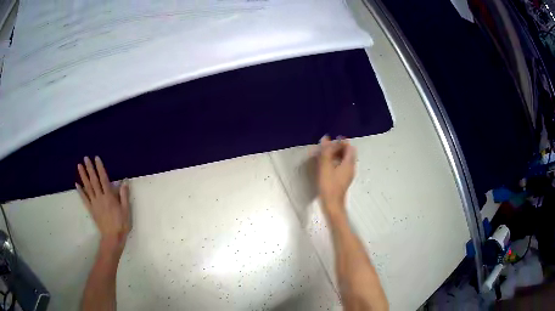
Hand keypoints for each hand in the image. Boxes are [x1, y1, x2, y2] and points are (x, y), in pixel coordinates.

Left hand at [76, 156, 130, 253]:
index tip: (96, 158)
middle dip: (89, 168)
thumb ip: (124, 196)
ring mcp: (94, 203)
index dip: (100, 168)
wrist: (112, 238)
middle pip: (94, 181)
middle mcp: (100, 197)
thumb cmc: (121, 224)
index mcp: (109, 197)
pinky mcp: (91, 209)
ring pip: (87, 187)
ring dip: (83, 176)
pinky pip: (84, 199)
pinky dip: (80, 191)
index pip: (104, 179)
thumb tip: (124, 182)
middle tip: (85, 158)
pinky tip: (76, 184)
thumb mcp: (126, 210)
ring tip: (79, 166)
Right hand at [316, 136, 355, 217]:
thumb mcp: (325, 167)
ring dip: (337, 155)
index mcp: (349, 163)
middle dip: (339, 148)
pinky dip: (336, 163)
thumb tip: (326, 138)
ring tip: (325, 155)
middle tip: (327, 148)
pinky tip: (327, 166)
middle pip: (348, 153)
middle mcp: (351, 168)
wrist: (332, 204)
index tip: (331, 141)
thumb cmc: (329, 185)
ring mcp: (348, 175)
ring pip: (345, 160)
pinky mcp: (344, 180)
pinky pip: (342, 167)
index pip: (349, 147)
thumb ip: (326, 152)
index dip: (341, 142)